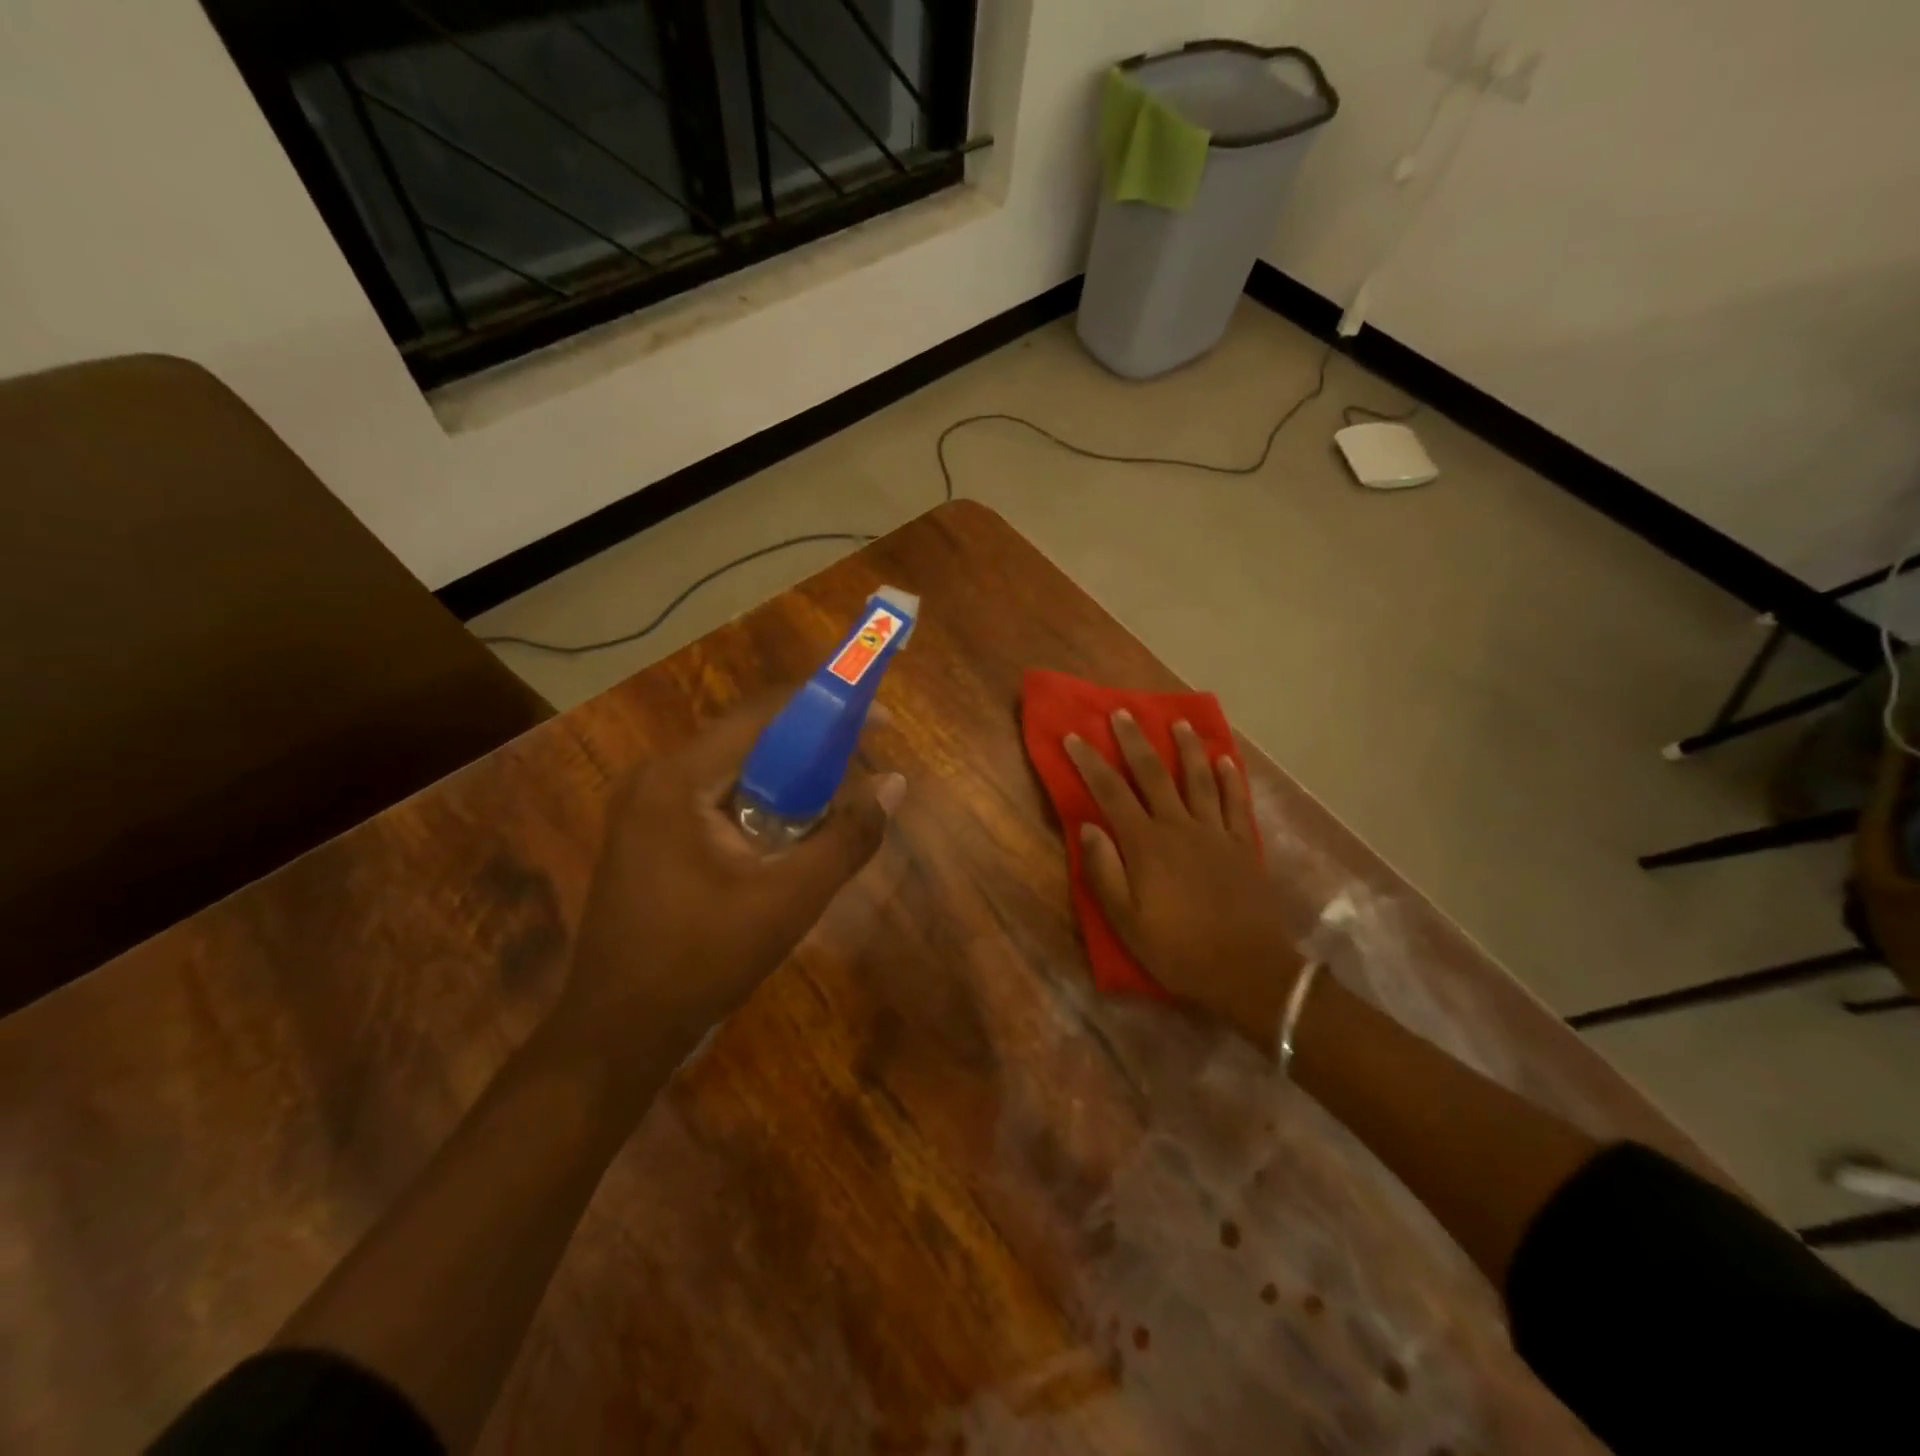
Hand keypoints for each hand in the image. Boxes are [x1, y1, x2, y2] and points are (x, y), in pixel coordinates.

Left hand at [557, 694, 903, 1060]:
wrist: (616, 1034)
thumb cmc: (701, 962)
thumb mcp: (789, 900)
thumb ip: (847, 838)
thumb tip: (893, 784)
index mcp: (679, 779)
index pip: (761, 714)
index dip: (825, 706)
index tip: (877, 717)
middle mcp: (656, 777)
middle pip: (747, 737)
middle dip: (811, 744)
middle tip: (864, 762)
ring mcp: (646, 806)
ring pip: (733, 768)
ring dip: (787, 776)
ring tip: (837, 796)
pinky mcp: (649, 834)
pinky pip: (715, 797)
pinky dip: (759, 802)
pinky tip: (790, 830)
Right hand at [1064, 712, 1312, 1048]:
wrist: (1248, 970)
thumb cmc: (1178, 949)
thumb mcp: (1126, 921)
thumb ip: (1104, 872)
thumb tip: (1087, 827)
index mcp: (1146, 844)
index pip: (1110, 793)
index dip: (1090, 762)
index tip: (1074, 736)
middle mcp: (1179, 827)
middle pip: (1153, 774)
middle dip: (1134, 741)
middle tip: (1122, 712)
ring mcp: (1214, 833)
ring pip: (1197, 779)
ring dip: (1186, 748)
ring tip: (1178, 722)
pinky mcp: (1241, 845)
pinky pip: (1235, 802)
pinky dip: (1229, 778)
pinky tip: (1224, 760)